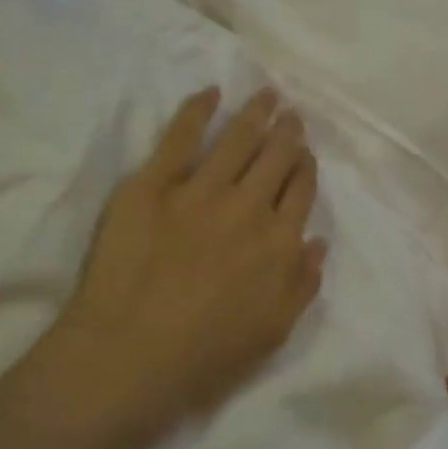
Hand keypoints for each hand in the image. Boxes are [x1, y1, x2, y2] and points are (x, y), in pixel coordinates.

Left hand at [40, 85, 325, 448]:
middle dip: (287, 132)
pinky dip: (198, 110)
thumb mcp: (273, 332)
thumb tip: (317, 241)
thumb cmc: (206, 356)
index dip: (305, 167)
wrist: (130, 355)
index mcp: (280, 244)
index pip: (301, 191)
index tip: (305, 154)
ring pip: (237, 140)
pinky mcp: (152, 184)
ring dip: (256, 113)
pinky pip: (180, 136)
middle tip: (291, 114)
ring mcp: (200, 191)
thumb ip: (302, 285)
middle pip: (275, 158)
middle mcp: (248, 208)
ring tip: (267, 94)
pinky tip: (211, 93)